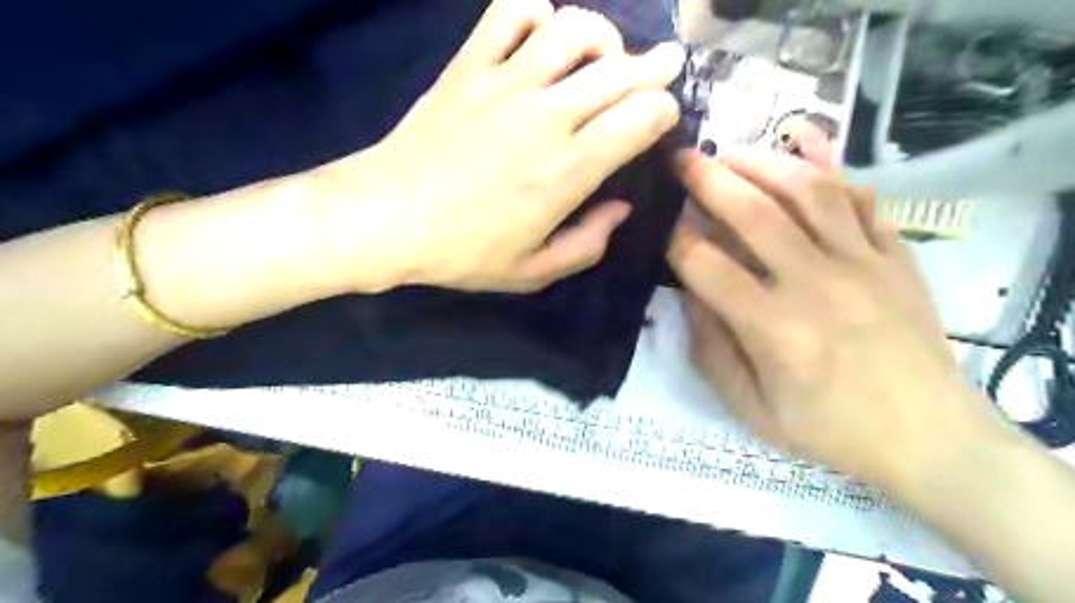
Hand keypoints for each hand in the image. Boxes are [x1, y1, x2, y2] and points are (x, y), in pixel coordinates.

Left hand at [307, 0, 682, 291]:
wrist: (388, 218)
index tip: (662, 118)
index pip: (639, 118)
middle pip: (620, 70)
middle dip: (655, 67)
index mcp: (568, 170)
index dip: (663, 112)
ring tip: (607, 52)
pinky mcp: (468, 67)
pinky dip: (535, 12)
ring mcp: (505, 83)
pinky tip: (543, 31)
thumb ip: (588, 244)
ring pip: (573, 31)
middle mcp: (547, 116)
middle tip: (666, 65)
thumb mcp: (534, 271)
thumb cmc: (464, 252)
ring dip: (603, 35)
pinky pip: (508, 14)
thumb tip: (621, 209)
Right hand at [664, 153, 999, 488]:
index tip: (661, 226)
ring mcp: (863, 264)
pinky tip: (803, 167)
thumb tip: (690, 293)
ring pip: (810, 192)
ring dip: (765, 164)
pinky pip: (862, 201)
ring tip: (735, 154)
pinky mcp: (896, 258)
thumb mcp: (750, 407)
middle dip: (709, 179)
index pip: (707, 267)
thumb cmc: (828, 429)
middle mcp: (817, 285)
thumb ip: (711, 349)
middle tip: (683, 158)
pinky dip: (830, 176)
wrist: (928, 439)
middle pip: (754, 213)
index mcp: (775, 329)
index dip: (675, 241)